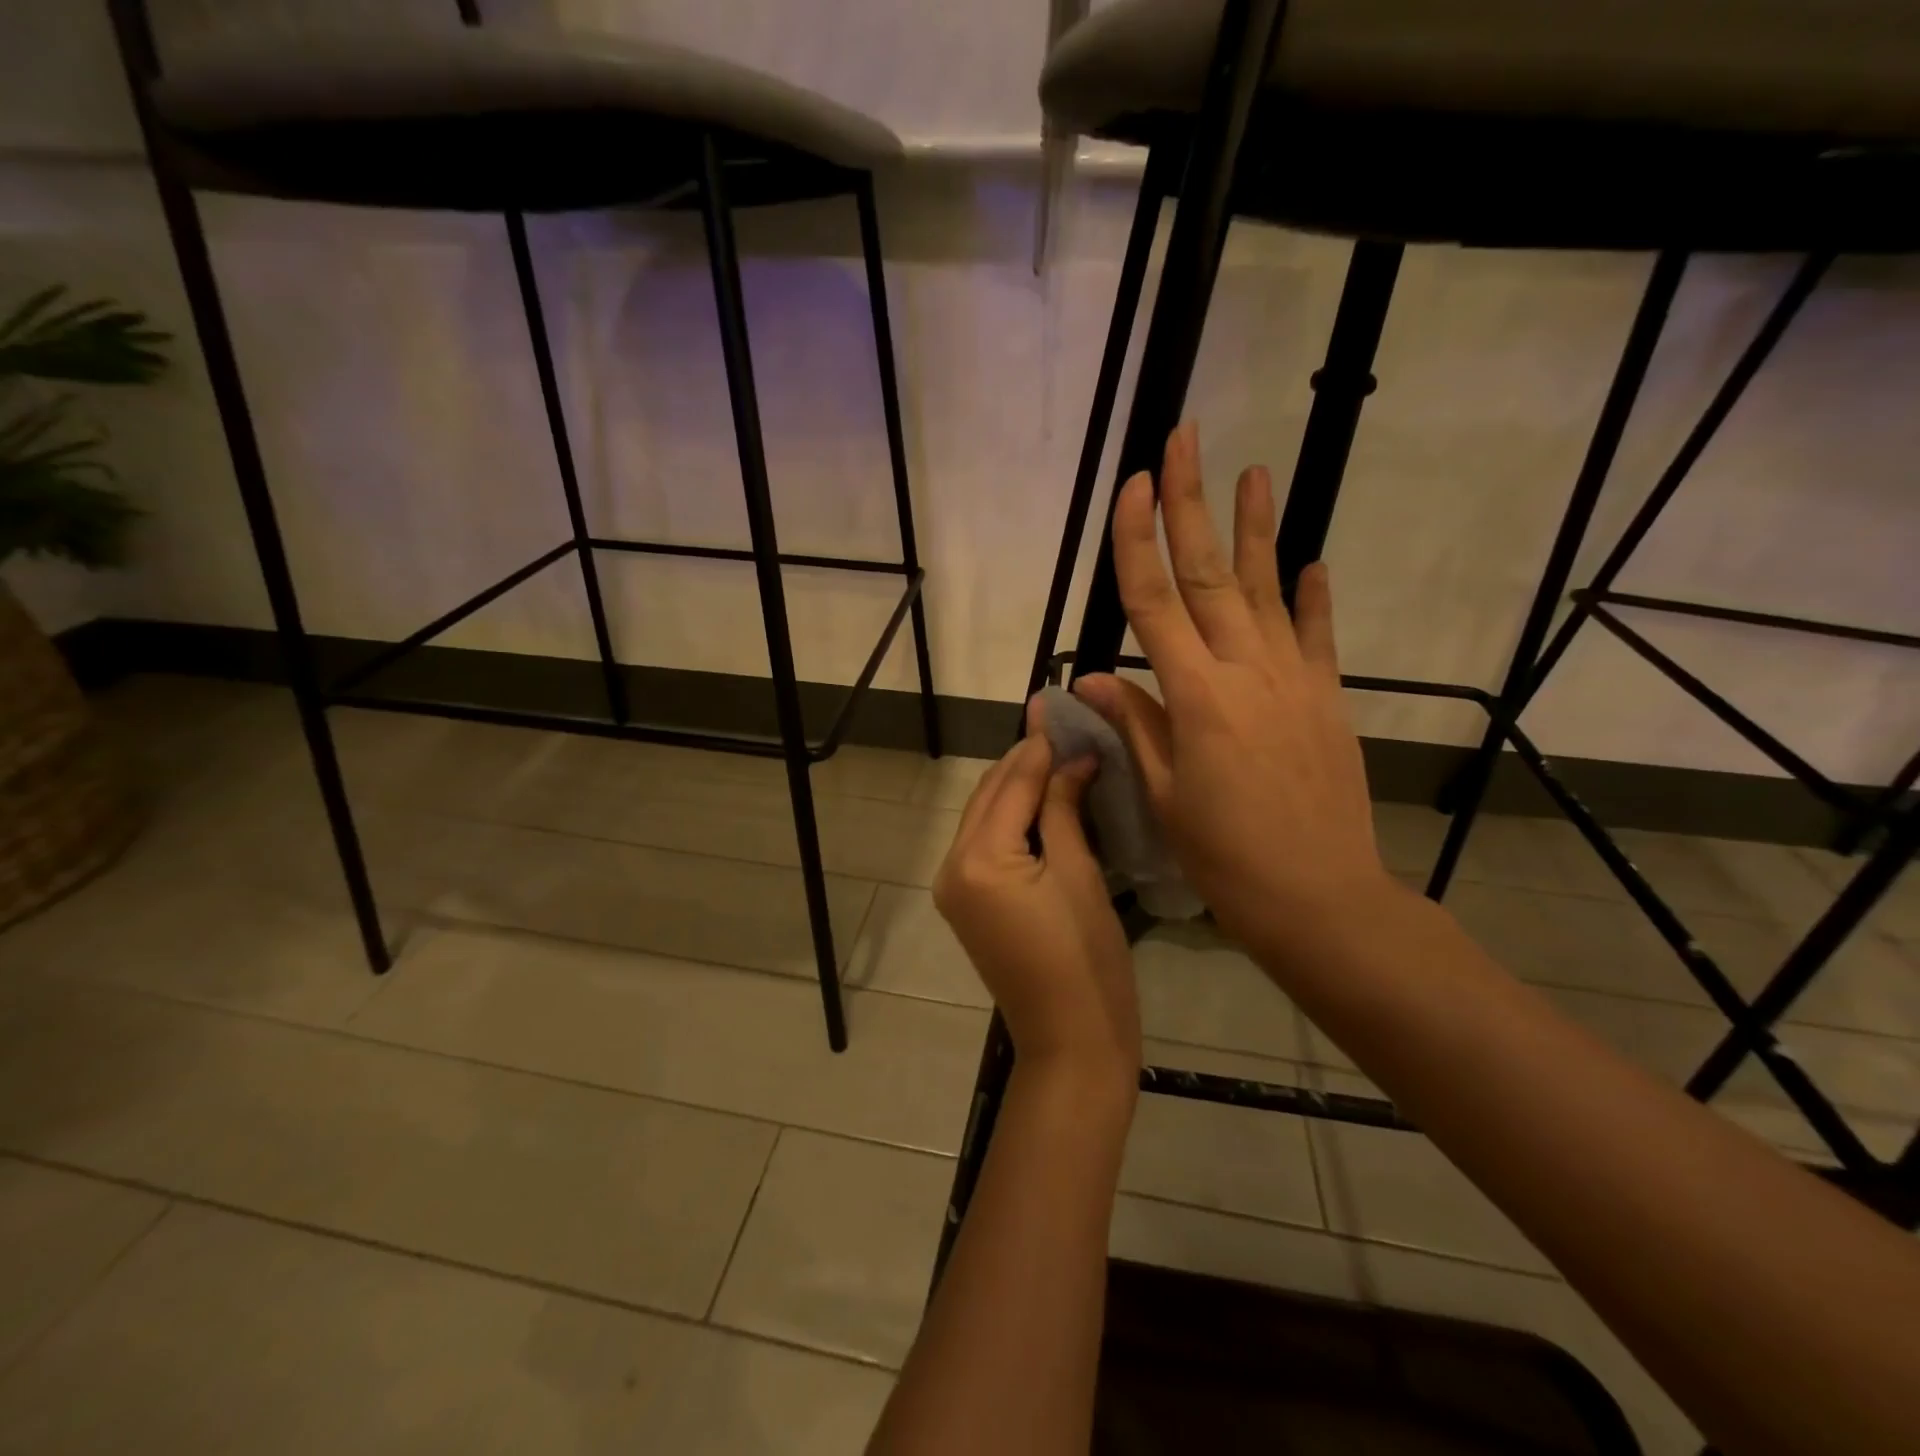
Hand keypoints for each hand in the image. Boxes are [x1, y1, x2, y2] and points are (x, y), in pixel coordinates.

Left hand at [934, 702, 1139, 1095]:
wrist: (1071, 1040)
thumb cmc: (1086, 959)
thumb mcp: (1079, 874)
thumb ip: (1065, 808)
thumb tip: (1073, 757)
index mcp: (978, 859)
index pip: (1011, 784)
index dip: (1040, 746)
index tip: (1062, 708)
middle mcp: (953, 866)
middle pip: (989, 795)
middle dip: (1024, 761)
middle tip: (1063, 728)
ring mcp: (954, 886)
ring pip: (985, 816)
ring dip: (1017, 786)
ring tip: (1059, 755)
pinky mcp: (967, 902)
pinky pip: (985, 842)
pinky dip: (1012, 817)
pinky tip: (1044, 799)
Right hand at [1073, 422, 1394, 973]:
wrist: (1320, 898)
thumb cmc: (1226, 857)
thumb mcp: (1165, 797)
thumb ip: (1135, 726)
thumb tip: (1094, 677)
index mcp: (1196, 698)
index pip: (1155, 603)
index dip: (1139, 541)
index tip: (1133, 484)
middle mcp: (1246, 672)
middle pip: (1210, 575)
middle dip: (1192, 504)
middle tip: (1186, 440)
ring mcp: (1294, 681)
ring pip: (1269, 590)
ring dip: (1257, 529)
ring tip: (1255, 471)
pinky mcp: (1326, 699)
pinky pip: (1319, 636)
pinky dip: (1315, 597)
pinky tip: (1312, 561)